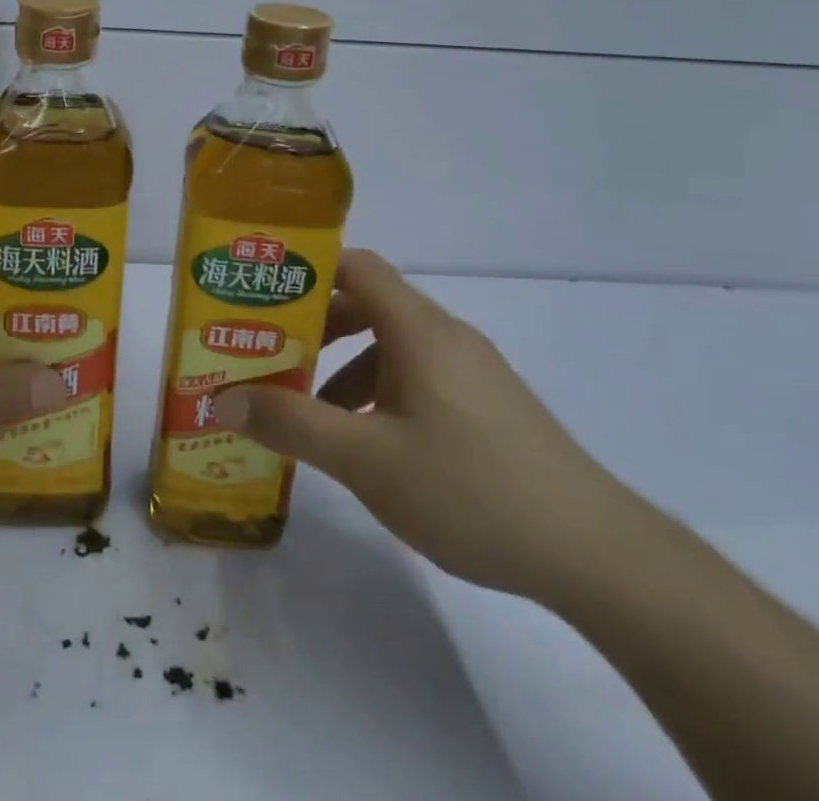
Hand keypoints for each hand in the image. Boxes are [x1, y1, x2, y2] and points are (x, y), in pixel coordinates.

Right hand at [214, 249, 638, 601]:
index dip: (307, 270)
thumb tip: (223, 398)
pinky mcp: (488, 404)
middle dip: (316, 327)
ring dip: (346, 367)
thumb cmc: (469, 488)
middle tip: (271, 356)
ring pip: (393, 346)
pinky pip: (419, 376)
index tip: (264, 295)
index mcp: (417, 329)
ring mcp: (472, 370)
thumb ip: (292, 424)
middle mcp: (445, 335)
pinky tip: (370, 447)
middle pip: (369, 304)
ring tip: (312, 414)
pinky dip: (380, 392)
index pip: (356, 266)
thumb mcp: (366, 459)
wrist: (594, 552)